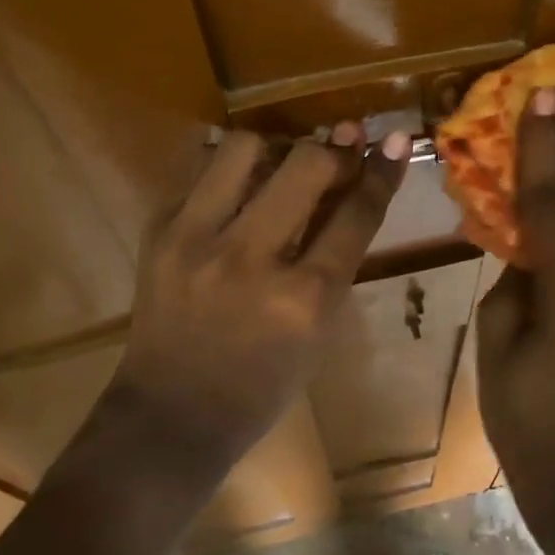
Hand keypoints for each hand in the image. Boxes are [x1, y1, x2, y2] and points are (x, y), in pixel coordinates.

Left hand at [110, 123, 408, 478]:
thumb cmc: (264, 384)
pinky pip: (201, 169)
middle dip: (334, 150)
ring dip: (276, 147)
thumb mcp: (319, 329)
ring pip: (245, 148)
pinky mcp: (159, 232)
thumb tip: (351, 186)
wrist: (174, 413)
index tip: (395, 141)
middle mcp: (250, 260)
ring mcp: (196, 240)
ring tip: (282, 164)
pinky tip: (241, 185)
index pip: (355, 214)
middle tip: (340, 151)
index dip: (382, 171)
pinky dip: (230, 169)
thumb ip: (336, 258)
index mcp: (303, 299)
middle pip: (306, 165)